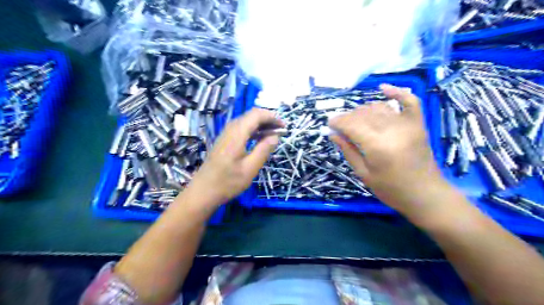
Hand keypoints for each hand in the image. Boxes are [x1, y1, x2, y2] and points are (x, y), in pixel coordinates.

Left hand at [185, 109, 282, 205]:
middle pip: (251, 115)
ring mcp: (226, 134)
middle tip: (280, 131)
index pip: (256, 115)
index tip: (283, 126)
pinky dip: (253, 130)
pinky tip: (259, 139)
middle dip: (268, 119)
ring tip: (273, 134)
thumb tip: (275, 136)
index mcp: (237, 134)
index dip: (272, 117)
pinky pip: (241, 128)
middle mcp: (230, 129)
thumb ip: (264, 150)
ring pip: (246, 121)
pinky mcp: (224, 140)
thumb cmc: (228, 182)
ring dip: (261, 124)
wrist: (203, 191)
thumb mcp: (250, 168)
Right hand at [330, 85, 447, 214]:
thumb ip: (348, 151)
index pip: (351, 124)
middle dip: (348, 117)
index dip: (337, 122)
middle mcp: (392, 130)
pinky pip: (409, 100)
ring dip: (363, 110)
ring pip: (379, 107)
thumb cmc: (391, 190)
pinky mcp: (418, 124)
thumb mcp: (364, 174)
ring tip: (356, 120)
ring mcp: (408, 124)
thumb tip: (332, 134)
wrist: (425, 195)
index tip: (329, 124)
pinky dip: (396, 92)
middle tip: (340, 126)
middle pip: (363, 114)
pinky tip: (383, 88)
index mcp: (377, 146)